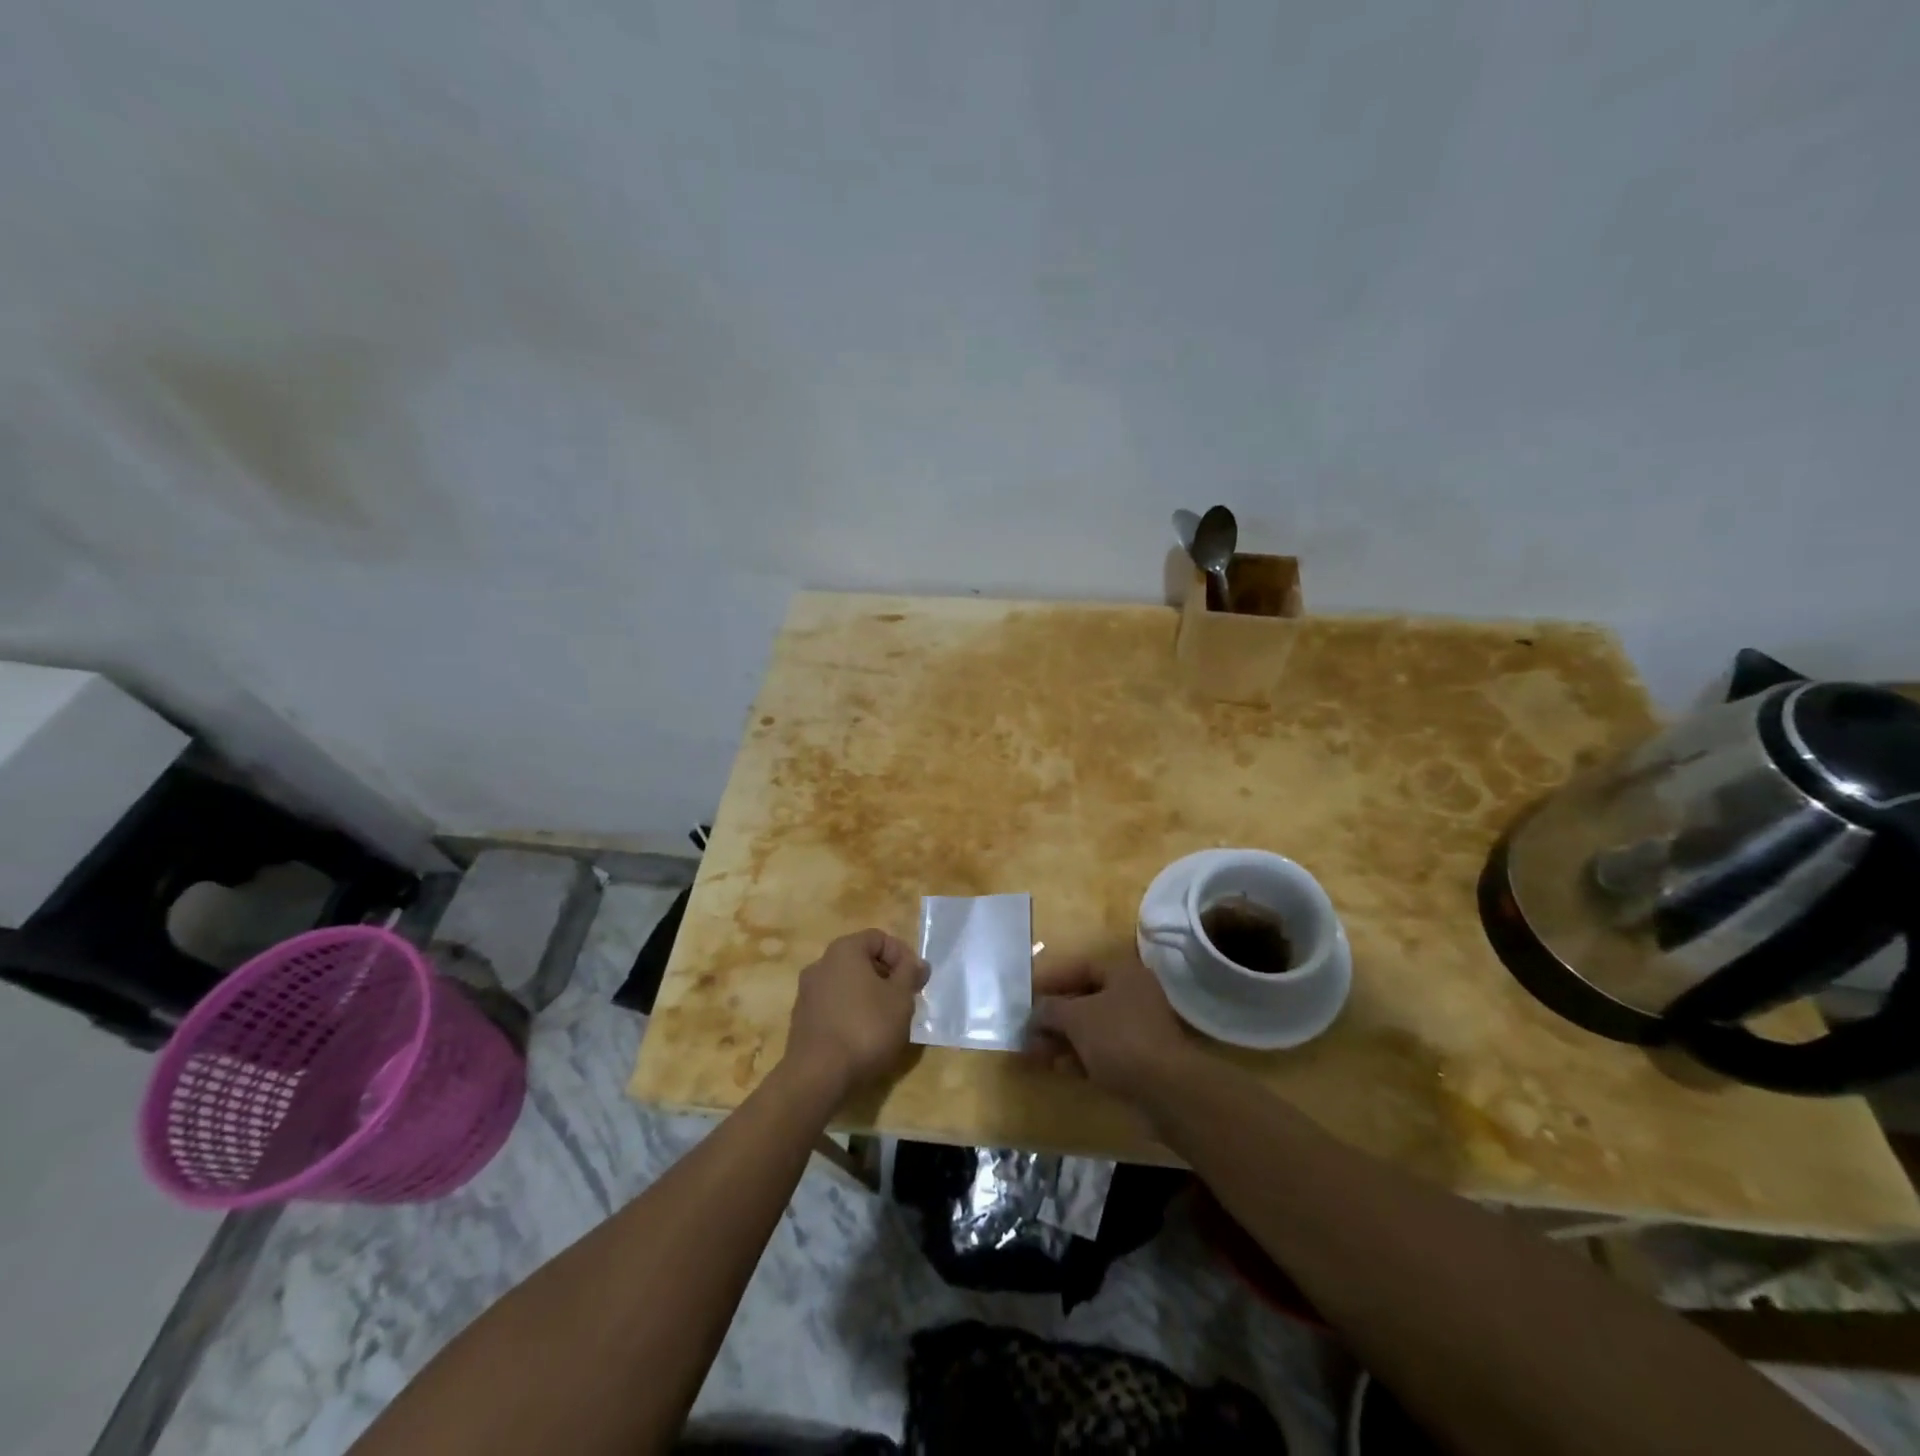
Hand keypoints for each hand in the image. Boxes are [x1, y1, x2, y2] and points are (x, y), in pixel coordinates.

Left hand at [783, 930, 928, 1099]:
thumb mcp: (900, 998)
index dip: (902, 955)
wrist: (818, 1076)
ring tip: (888, 1020)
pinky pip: (834, 1005)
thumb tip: (918, 963)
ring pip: (847, 984)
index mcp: (844, 950)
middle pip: (861, 960)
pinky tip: (864, 1036)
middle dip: (887, 976)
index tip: (916, 981)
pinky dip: (852, 1012)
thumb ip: (910, 974)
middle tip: (905, 999)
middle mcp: (821, 964)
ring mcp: (807, 992)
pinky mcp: (802, 1019)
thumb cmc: (866, 1028)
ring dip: (870, 995)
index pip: (879, 938)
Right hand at [1030, 952, 1193, 1099]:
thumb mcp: (1076, 1018)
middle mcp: (1133, 993)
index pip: (1079, 966)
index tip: (1027, 996)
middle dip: (1054, 1016)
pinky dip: (1082, 1055)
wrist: (1166, 1090)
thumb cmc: (1119, 1039)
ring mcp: (1138, 1027)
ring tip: (1038, 1054)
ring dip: (1064, 1038)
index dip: (1051, 979)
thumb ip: (1050, 1010)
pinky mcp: (1140, 1057)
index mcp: (1122, 972)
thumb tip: (1035, 1012)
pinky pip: (1103, 1049)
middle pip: (1084, 998)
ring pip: (1092, 1026)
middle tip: (1029, 1031)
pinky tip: (1062, 1069)